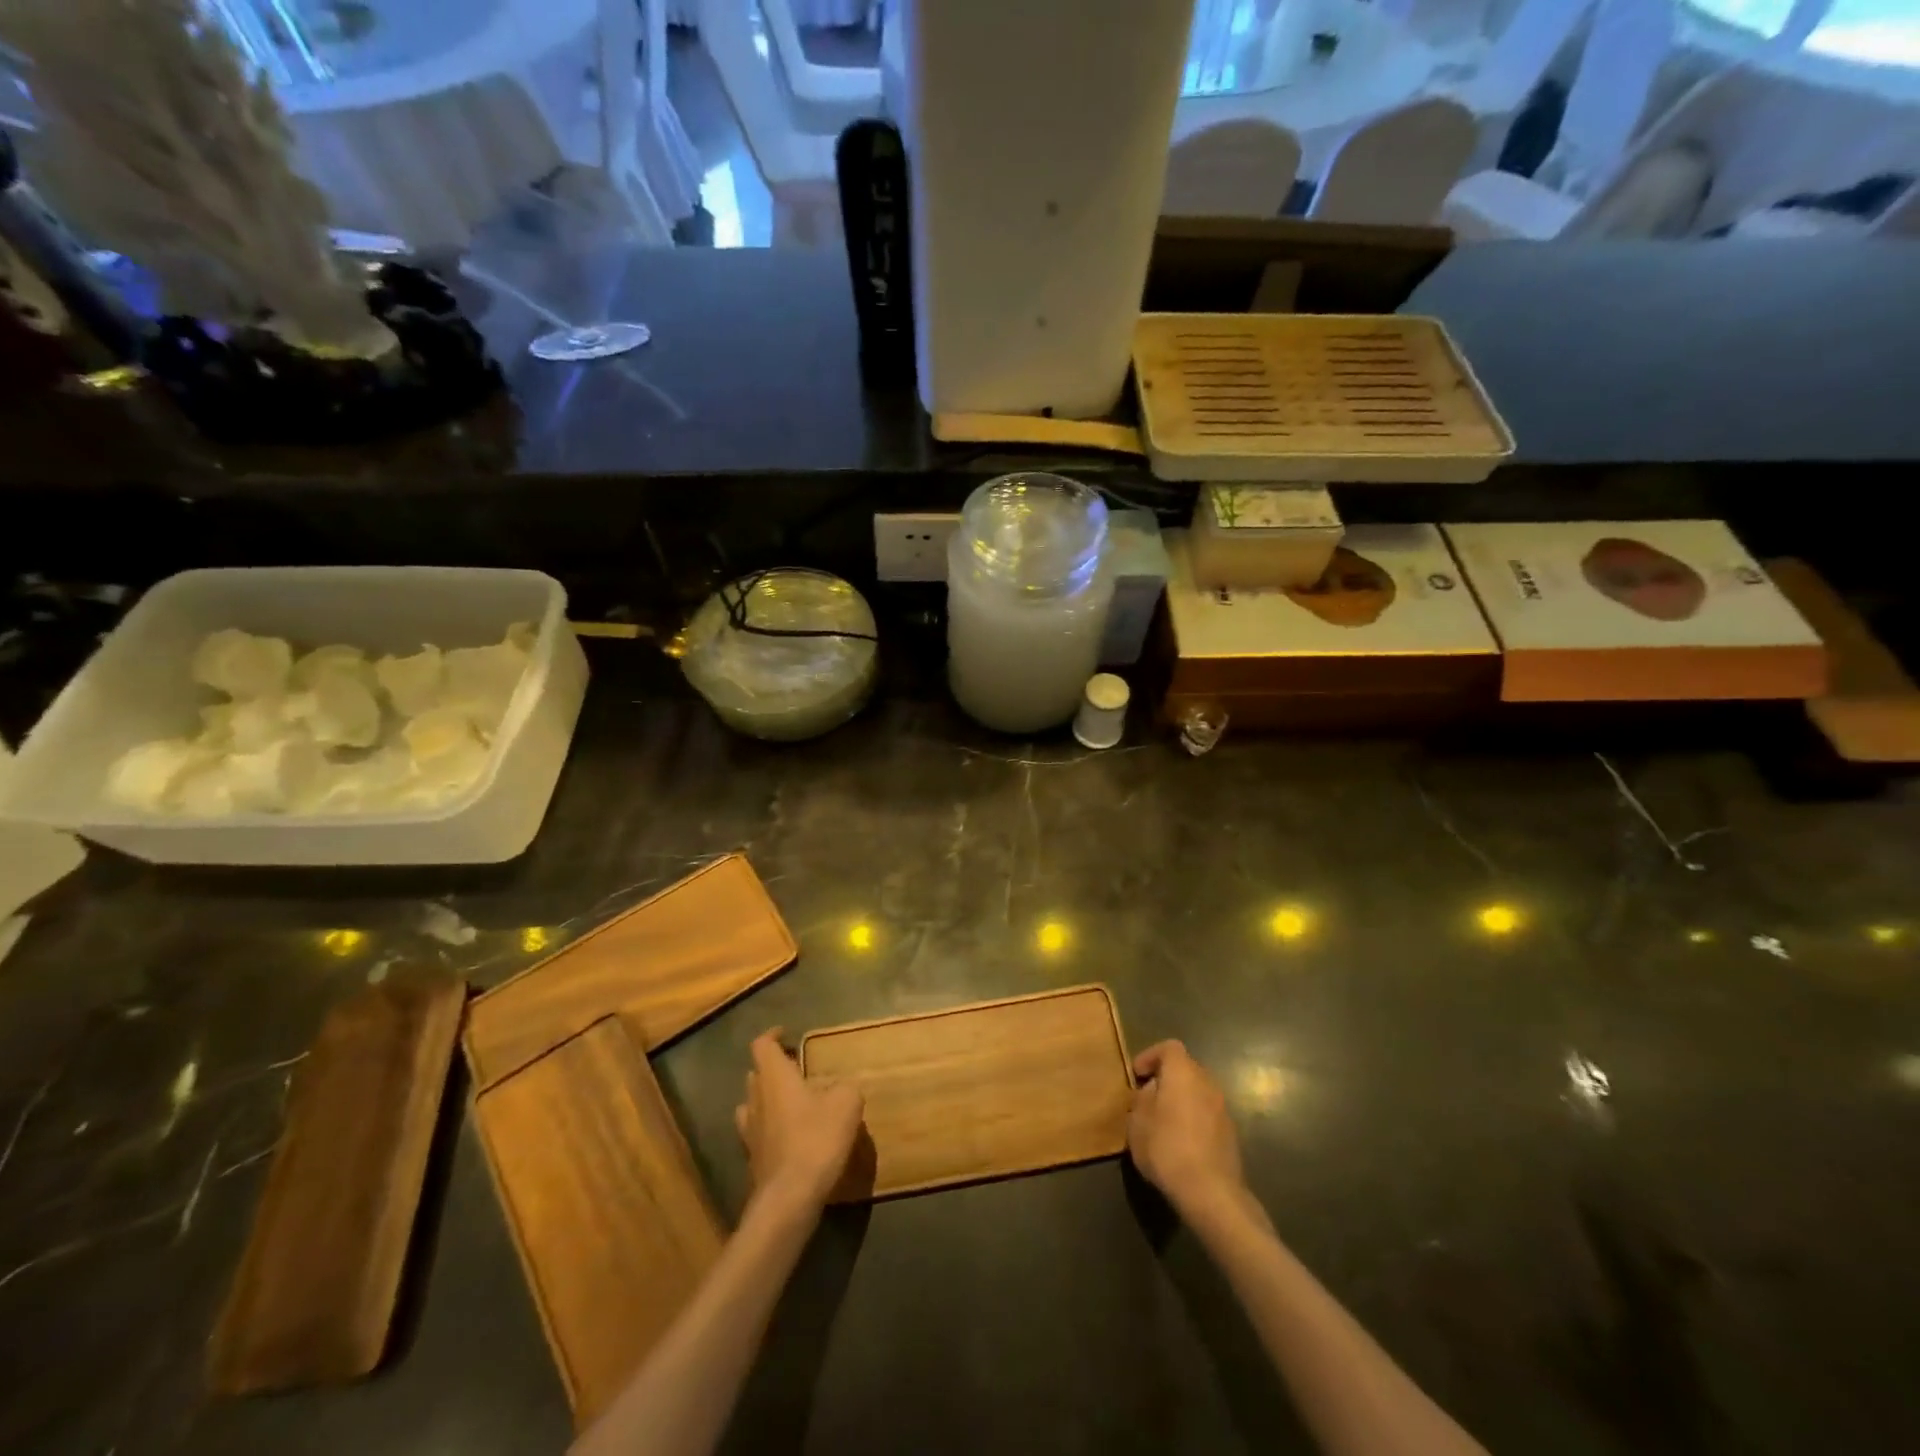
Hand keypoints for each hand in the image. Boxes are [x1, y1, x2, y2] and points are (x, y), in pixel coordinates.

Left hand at [734, 1029, 864, 1222]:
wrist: (790, 1198)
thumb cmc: (816, 1138)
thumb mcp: (846, 1102)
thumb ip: (845, 1087)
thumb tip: (842, 1087)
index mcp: (774, 1077)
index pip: (762, 1045)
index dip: (772, 1035)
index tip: (786, 1034)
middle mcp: (756, 1099)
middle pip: (756, 1074)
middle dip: (773, 1069)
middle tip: (797, 1070)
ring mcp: (750, 1132)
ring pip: (752, 1104)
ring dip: (768, 1099)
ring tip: (792, 1103)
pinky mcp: (753, 1160)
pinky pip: (758, 1133)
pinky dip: (771, 1128)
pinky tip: (791, 1137)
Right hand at [1128, 1040, 1244, 1217]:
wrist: (1211, 1192)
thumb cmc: (1167, 1148)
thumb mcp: (1137, 1122)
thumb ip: (1142, 1099)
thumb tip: (1151, 1091)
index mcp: (1183, 1072)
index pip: (1169, 1047)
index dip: (1151, 1056)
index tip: (1137, 1075)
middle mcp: (1207, 1082)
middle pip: (1185, 1068)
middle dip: (1166, 1078)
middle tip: (1148, 1097)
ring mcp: (1223, 1108)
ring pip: (1198, 1091)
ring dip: (1181, 1099)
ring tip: (1163, 1121)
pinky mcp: (1231, 1132)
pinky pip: (1207, 1113)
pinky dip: (1193, 1117)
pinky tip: (1181, 1141)